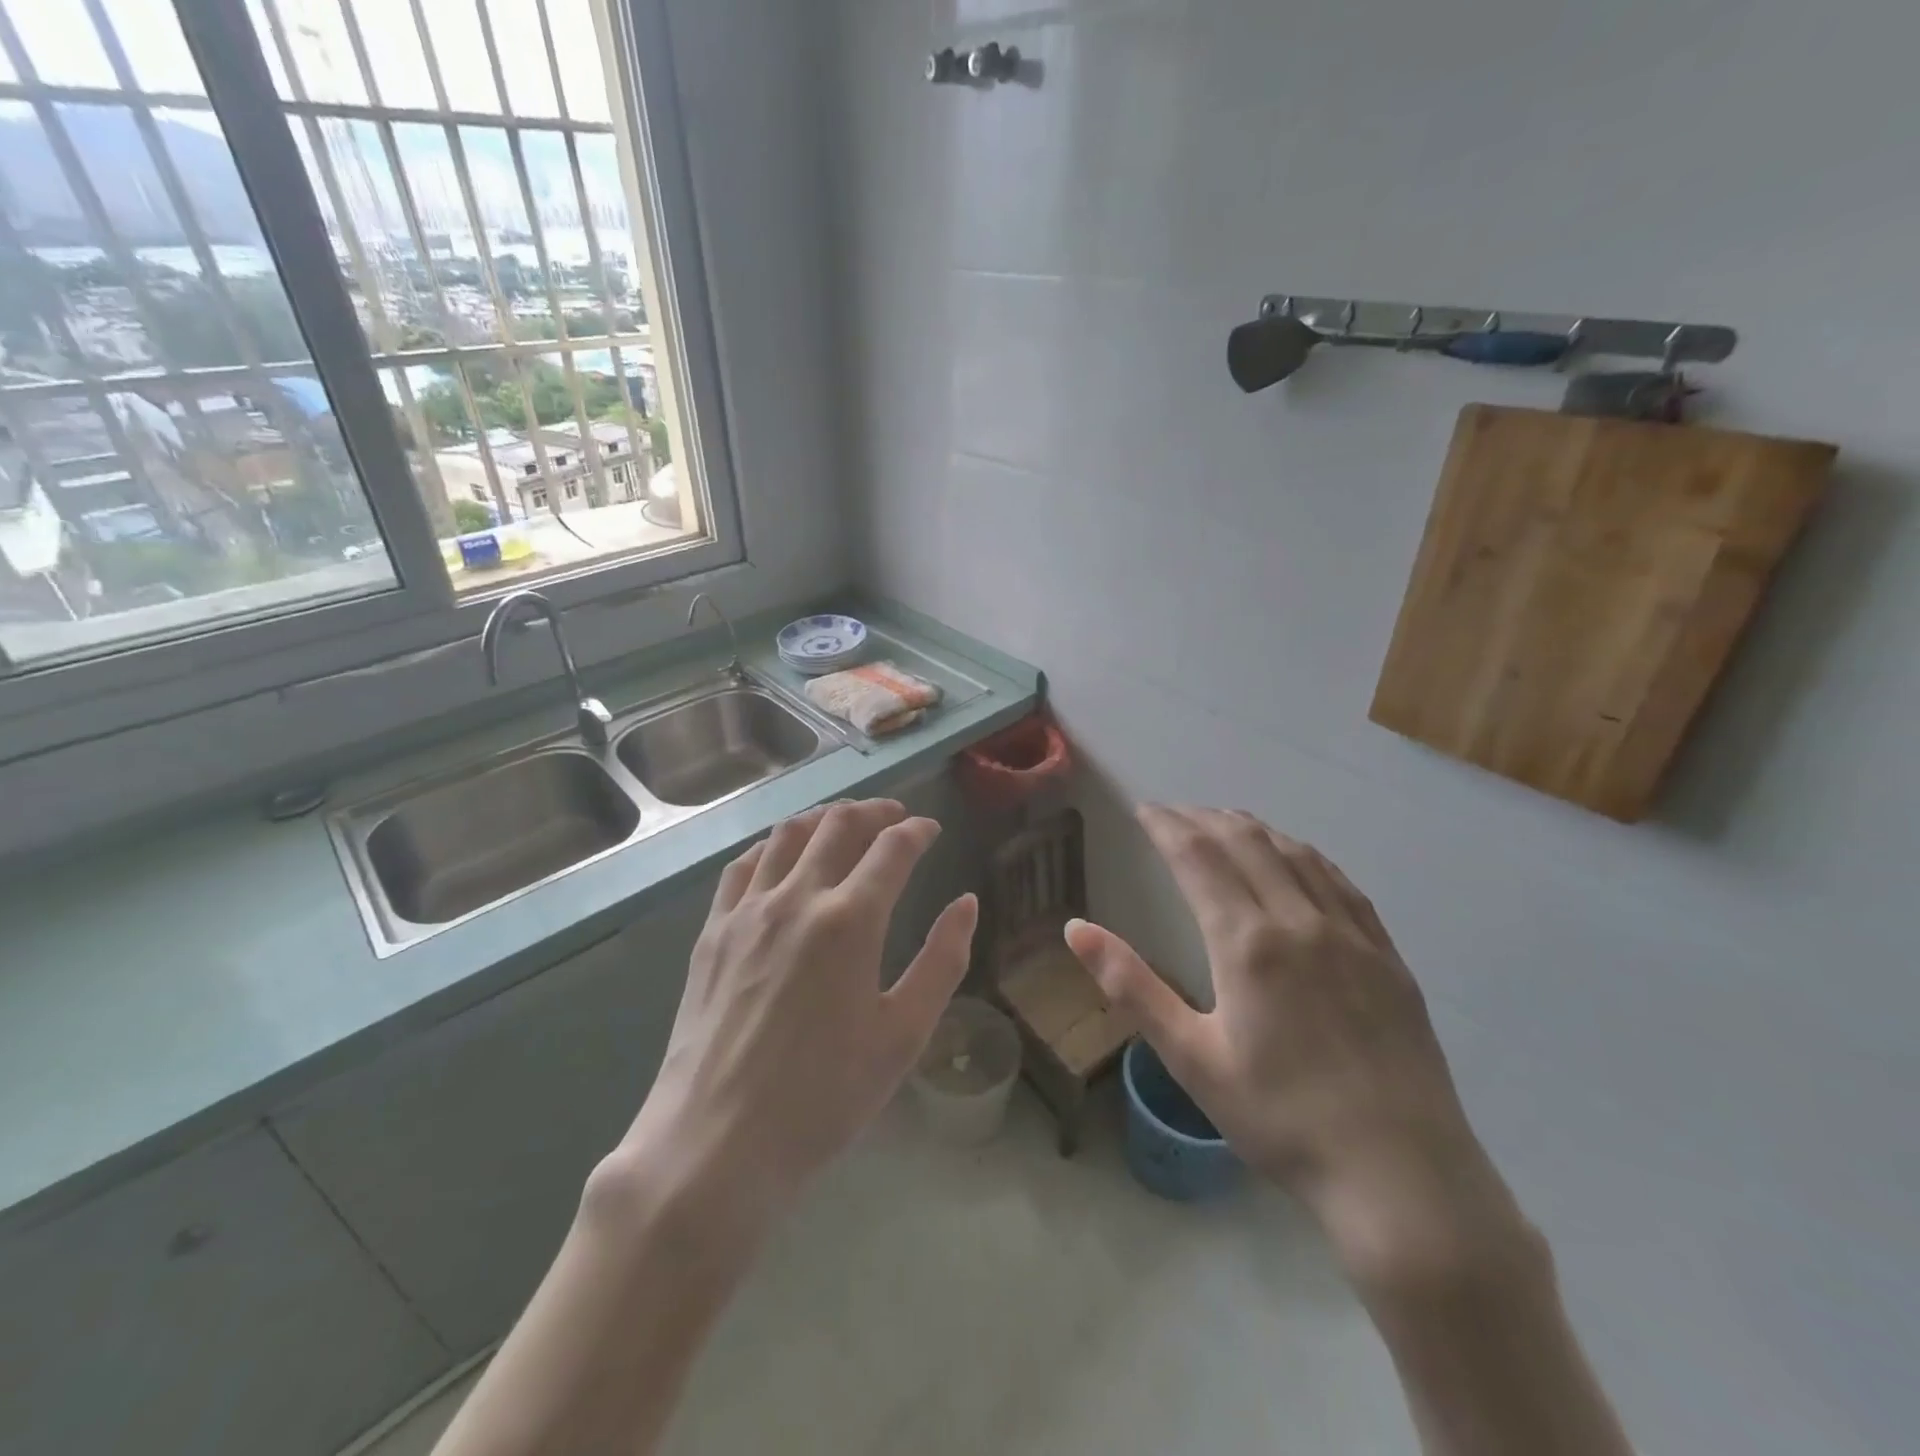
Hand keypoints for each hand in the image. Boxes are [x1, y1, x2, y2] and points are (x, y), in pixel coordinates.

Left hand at [615, 799, 977, 1235]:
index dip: (918, 831)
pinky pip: (743, 865)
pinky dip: (772, 845)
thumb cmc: (823, 1096)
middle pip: (839, 826)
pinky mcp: (712, 931)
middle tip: (894, 817)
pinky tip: (781, 856)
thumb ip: (942, 961)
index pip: (892, 848)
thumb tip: (966, 903)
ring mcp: (747, 910)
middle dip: (874, 812)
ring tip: (843, 824)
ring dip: (824, 818)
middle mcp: (797, 897)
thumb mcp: (902, 1035)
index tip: (931, 829)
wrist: (716, 1143)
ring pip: (788, 834)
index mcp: (850, 920)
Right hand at [1066, 806, 1523, 1289]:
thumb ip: (1131, 986)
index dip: (1167, 826)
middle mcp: (1299, 921)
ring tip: (1223, 821)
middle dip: (1203, 818)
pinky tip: (1296, 857)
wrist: (1402, 1177)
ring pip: (1295, 853)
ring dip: (1253, 828)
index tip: (1144, 810)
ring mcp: (1351, 934)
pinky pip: (1340, 881)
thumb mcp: (1191, 1058)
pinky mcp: (1386, 954)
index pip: (1198, 857)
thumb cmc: (1280, 1120)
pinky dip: (1304, 854)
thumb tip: (1075, 928)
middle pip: (1246, 842)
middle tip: (1174, 813)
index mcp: (1247, 943)